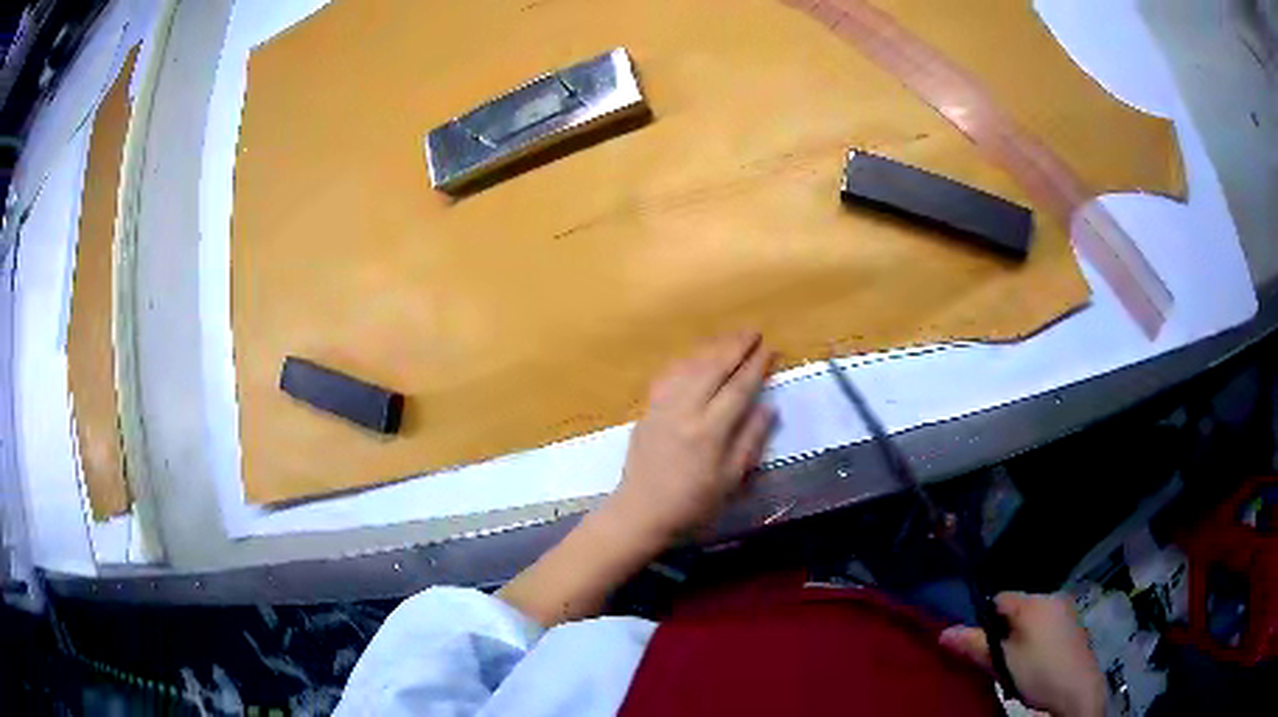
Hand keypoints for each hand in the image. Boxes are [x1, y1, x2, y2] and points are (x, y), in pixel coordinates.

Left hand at [601, 331, 776, 547]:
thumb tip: (768, 407)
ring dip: (711, 348)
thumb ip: (750, 441)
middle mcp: (685, 411)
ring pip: (689, 367)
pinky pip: (668, 376)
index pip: (739, 389)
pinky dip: (685, 361)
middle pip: (713, 368)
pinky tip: (694, 356)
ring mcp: (663, 407)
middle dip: (735, 347)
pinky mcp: (648, 410)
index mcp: (710, 431)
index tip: (771, 349)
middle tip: (754, 332)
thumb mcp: (731, 480)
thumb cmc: (692, 503)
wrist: (641, 511)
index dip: (756, 367)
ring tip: (730, 337)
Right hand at [939, 593, 1106, 716]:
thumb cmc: (1038, 671)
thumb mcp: (1002, 662)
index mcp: (1034, 601)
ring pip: (1032, 618)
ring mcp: (1067, 610)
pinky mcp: (1074, 625)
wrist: (1077, 690)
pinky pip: (1047, 625)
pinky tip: (1035, 663)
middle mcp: (1052, 597)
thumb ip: (975, 645)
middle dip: (1003, 630)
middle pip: (1017, 608)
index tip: (980, 644)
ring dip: (1020, 636)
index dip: (984, 619)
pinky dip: (1036, 639)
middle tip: (997, 659)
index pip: (999, 598)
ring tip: (1015, 664)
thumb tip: (944, 632)